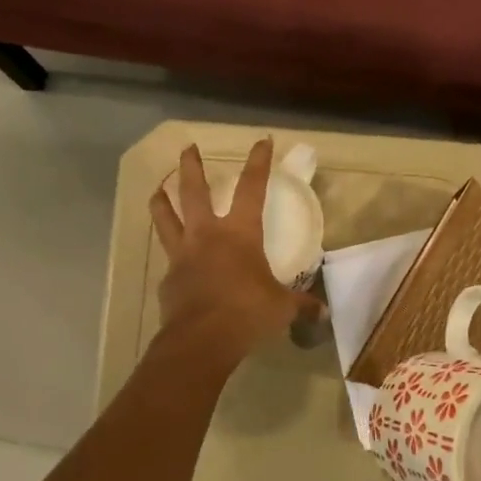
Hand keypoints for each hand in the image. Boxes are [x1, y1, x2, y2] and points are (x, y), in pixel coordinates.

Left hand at [148, 139, 318, 364]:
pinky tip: (172, 262)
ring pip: (166, 218)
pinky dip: (170, 255)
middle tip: (187, 148)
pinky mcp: (168, 279)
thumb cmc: (248, 313)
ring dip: (161, 200)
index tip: (260, 141)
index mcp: (240, 233)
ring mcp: (182, 255)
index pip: (252, 188)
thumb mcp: (282, 308)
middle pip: (194, 191)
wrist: (202, 339)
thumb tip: (323, 313)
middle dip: (191, 166)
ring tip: (157, 189)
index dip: (258, 163)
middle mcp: (207, 235)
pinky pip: (168, 260)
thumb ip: (301, 305)